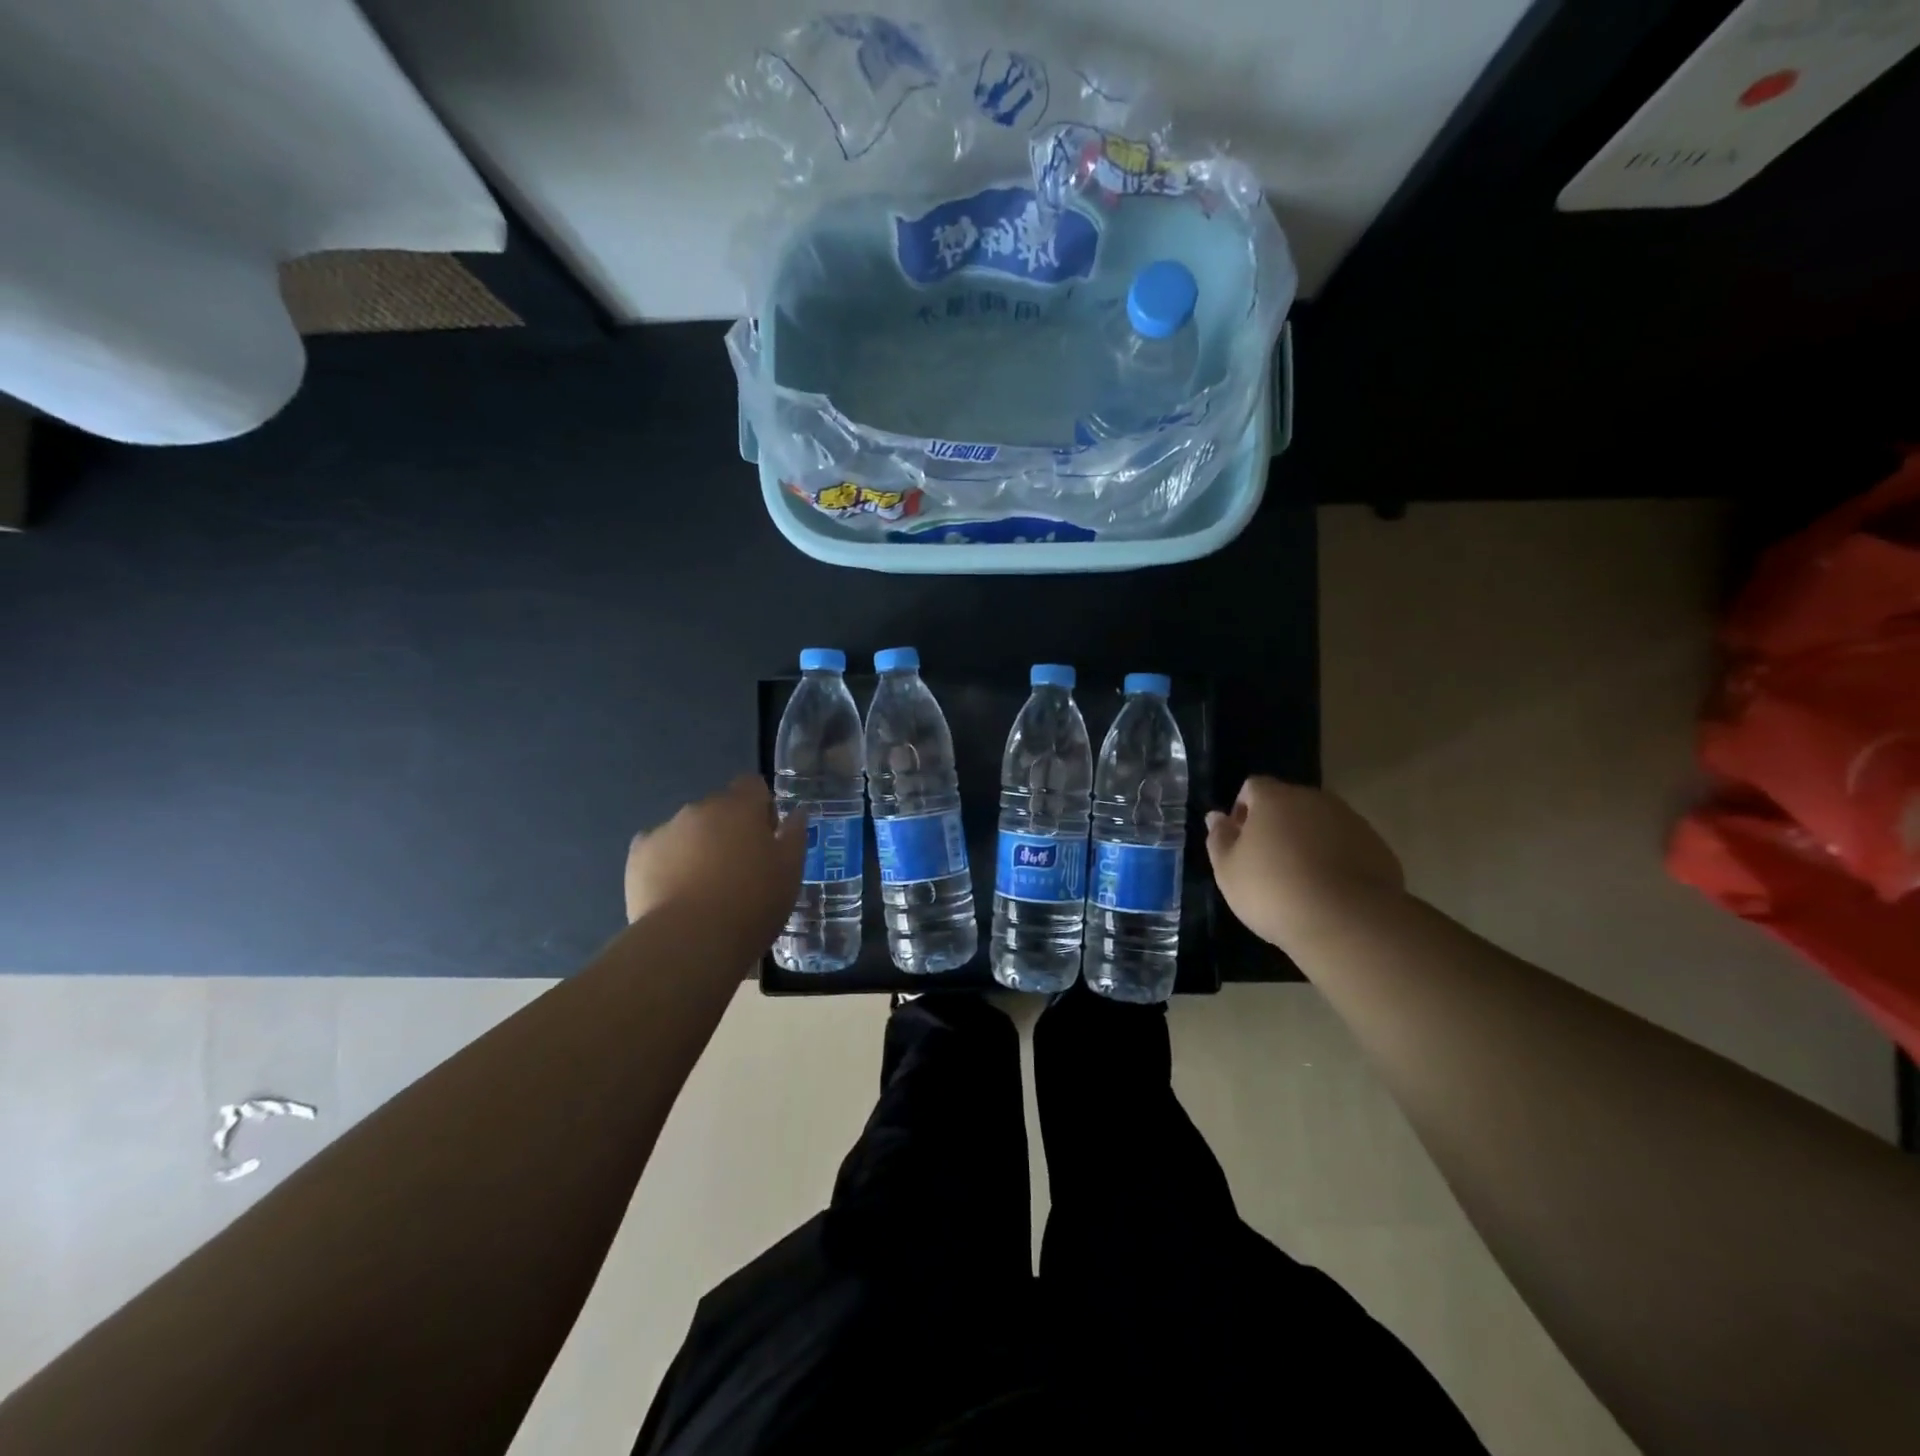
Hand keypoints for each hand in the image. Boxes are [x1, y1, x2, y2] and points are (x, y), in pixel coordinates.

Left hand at [625, 778, 807, 944]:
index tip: (766, 838)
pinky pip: (658, 851)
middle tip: (738, 870)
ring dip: (698, 847)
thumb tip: (796, 813)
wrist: (690, 941)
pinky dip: (667, 864)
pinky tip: (675, 893)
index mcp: (740, 807)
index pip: (752, 785)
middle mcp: (700, 808)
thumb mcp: (790, 871)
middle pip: (718, 809)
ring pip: (687, 830)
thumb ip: (794, 836)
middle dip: (728, 830)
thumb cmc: (752, 903)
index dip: (761, 808)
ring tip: (703, 889)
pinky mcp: (637, 856)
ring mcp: (665, 830)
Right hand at [1206, 777, 1404, 950]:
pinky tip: (1329, 892)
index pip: (1253, 786)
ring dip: (1308, 841)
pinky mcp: (1379, 848)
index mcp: (1275, 798)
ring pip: (1321, 823)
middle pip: (1289, 802)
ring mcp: (1352, 822)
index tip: (1239, 841)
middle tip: (1267, 862)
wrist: (1346, 922)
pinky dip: (1337, 859)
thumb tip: (1216, 816)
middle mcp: (1315, 800)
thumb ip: (1219, 838)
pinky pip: (1348, 846)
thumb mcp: (1228, 870)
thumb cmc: (1273, 891)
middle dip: (1276, 824)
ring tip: (1300, 880)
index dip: (1242, 809)